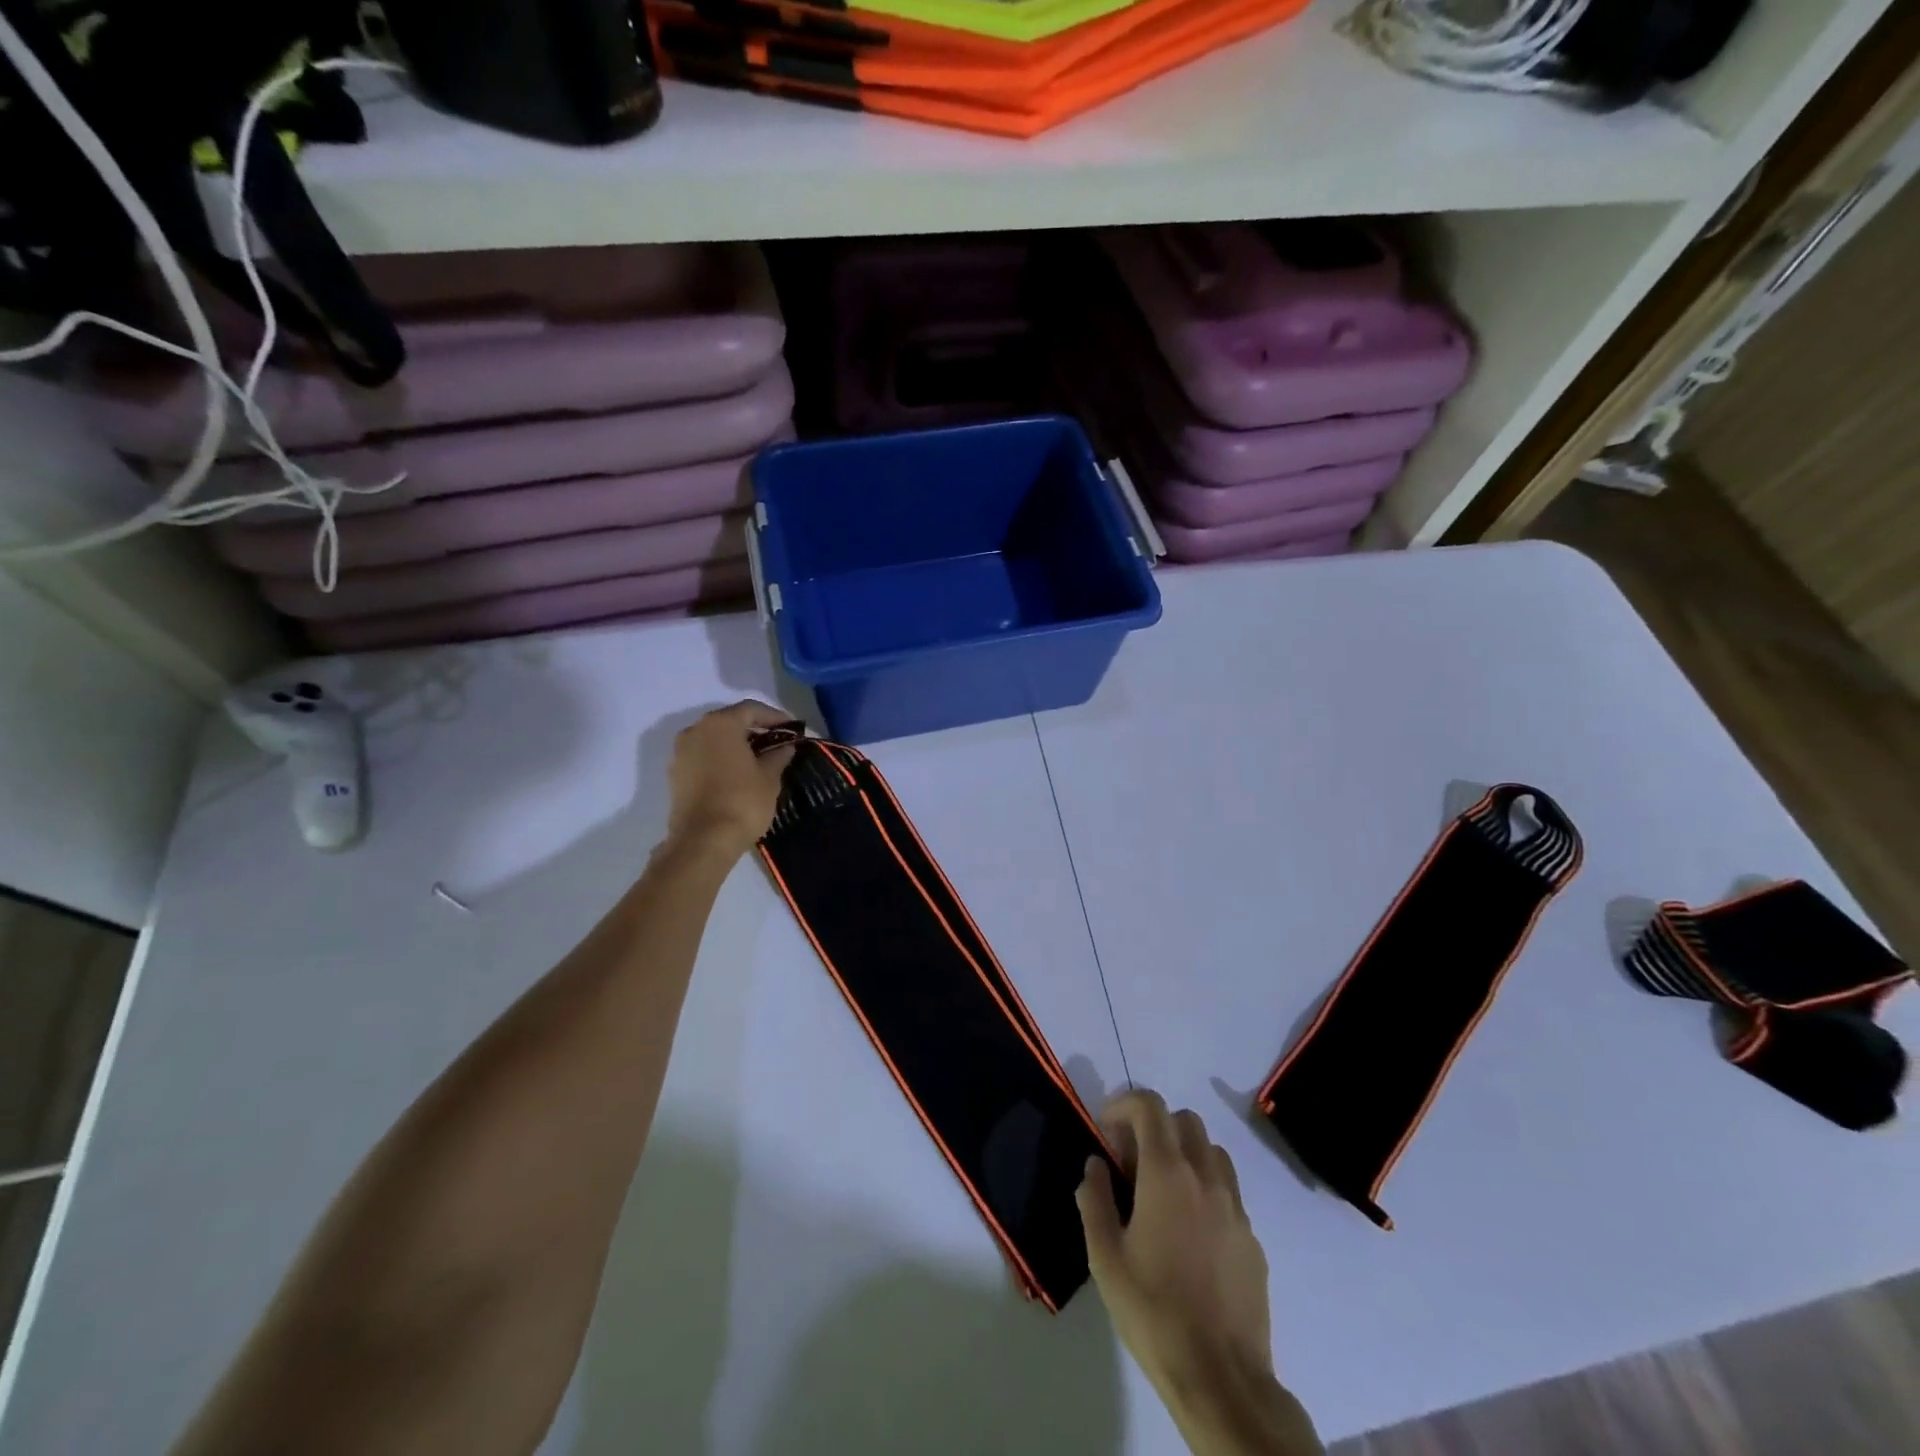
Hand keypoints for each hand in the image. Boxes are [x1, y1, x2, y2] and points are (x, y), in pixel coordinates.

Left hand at [663, 701, 796, 858]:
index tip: (792, 728)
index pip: (751, 709)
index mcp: (720, 724)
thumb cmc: (742, 801)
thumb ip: (778, 756)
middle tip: (776, 741)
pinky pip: (703, 756)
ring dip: (735, 744)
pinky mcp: (675, 773)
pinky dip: (720, 758)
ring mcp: (680, 752)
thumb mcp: (769, 777)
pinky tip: (738, 773)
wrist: (703, 841)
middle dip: (754, 729)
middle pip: (729, 721)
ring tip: (758, 759)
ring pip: (714, 739)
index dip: (774, 716)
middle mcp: (695, 730)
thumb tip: (785, 747)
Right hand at [1078, 1091, 1320, 1455]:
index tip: (1105, 1128)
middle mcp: (1206, 1178)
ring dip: (1183, 1153)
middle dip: (1154, 1125)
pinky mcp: (1253, 1238)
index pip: (1150, 1106)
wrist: (1221, 1378)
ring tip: (1161, 1191)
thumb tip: (1095, 1164)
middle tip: (1130, 1160)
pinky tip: (1188, 1231)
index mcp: (1167, 1174)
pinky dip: (1205, 1189)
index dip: (1124, 1104)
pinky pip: (1228, 1191)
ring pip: (1211, 1151)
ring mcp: (1235, 1207)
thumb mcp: (1105, 1257)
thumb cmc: (1153, 1312)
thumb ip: (1095, 1200)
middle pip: (1184, 1120)